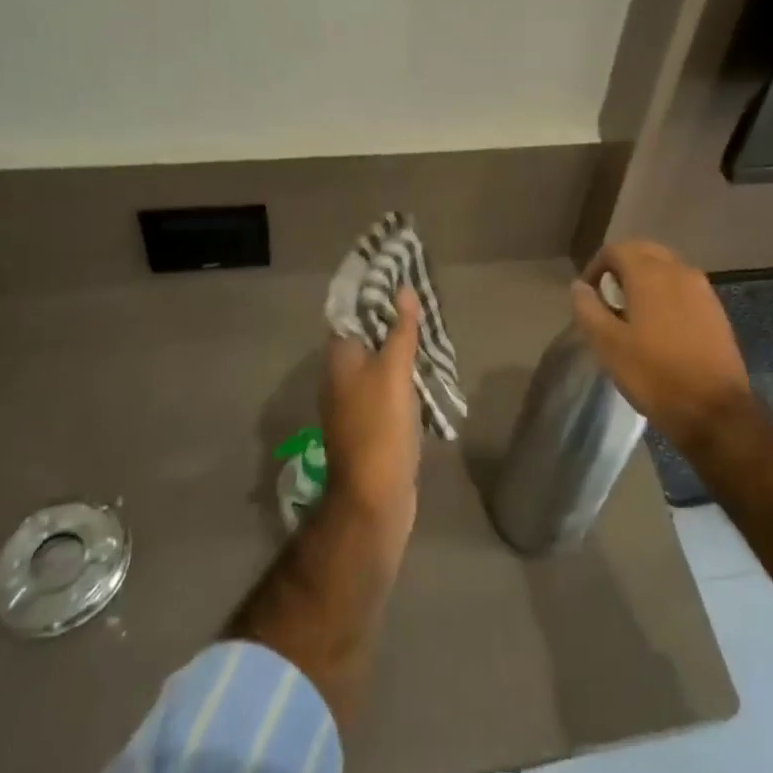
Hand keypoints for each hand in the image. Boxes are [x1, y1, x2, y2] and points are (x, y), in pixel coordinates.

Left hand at [322, 289, 422, 524]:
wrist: (375, 497)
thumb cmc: (380, 428)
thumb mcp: (393, 372)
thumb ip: (399, 330)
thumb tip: (403, 289)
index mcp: (339, 358)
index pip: (352, 311)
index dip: (374, 292)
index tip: (401, 276)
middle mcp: (341, 376)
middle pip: (367, 335)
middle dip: (393, 318)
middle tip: (425, 301)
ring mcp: (356, 401)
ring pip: (380, 361)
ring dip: (402, 346)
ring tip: (433, 329)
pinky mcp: (373, 422)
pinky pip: (389, 385)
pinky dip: (406, 373)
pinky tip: (428, 369)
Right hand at [571, 242, 753, 450]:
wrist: (715, 410)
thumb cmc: (654, 375)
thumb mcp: (607, 345)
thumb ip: (588, 308)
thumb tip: (579, 286)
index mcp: (650, 274)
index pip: (616, 249)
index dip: (596, 267)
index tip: (588, 296)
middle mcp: (679, 271)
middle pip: (643, 252)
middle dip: (621, 268)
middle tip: (607, 299)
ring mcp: (702, 290)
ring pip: (666, 268)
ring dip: (645, 280)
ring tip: (631, 313)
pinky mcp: (715, 310)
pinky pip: (683, 288)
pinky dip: (665, 294)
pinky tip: (659, 327)